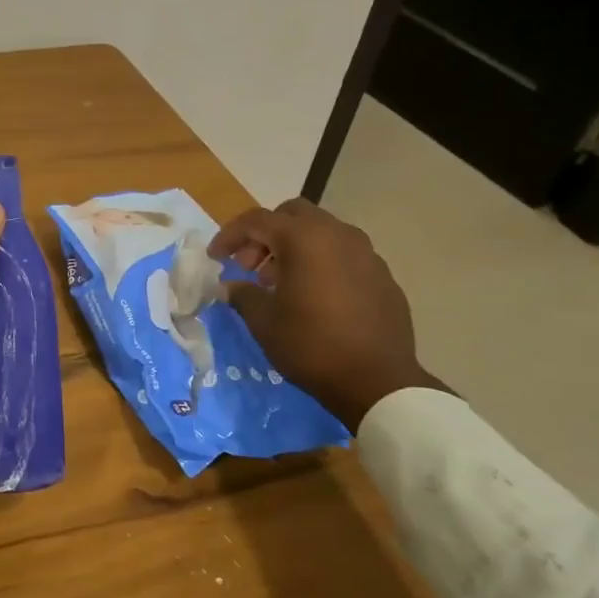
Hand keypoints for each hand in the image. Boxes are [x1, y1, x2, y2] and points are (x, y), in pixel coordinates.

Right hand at [209, 199, 442, 432]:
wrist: (378, 382)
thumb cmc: (311, 345)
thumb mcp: (264, 321)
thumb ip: (243, 294)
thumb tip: (229, 286)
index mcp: (304, 238)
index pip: (256, 220)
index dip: (229, 235)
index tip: (215, 258)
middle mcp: (338, 234)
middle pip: (292, 215)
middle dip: (265, 235)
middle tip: (250, 266)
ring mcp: (366, 253)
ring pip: (321, 233)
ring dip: (294, 248)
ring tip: (279, 284)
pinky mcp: (383, 275)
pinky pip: (343, 256)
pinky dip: (321, 263)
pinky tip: (313, 297)